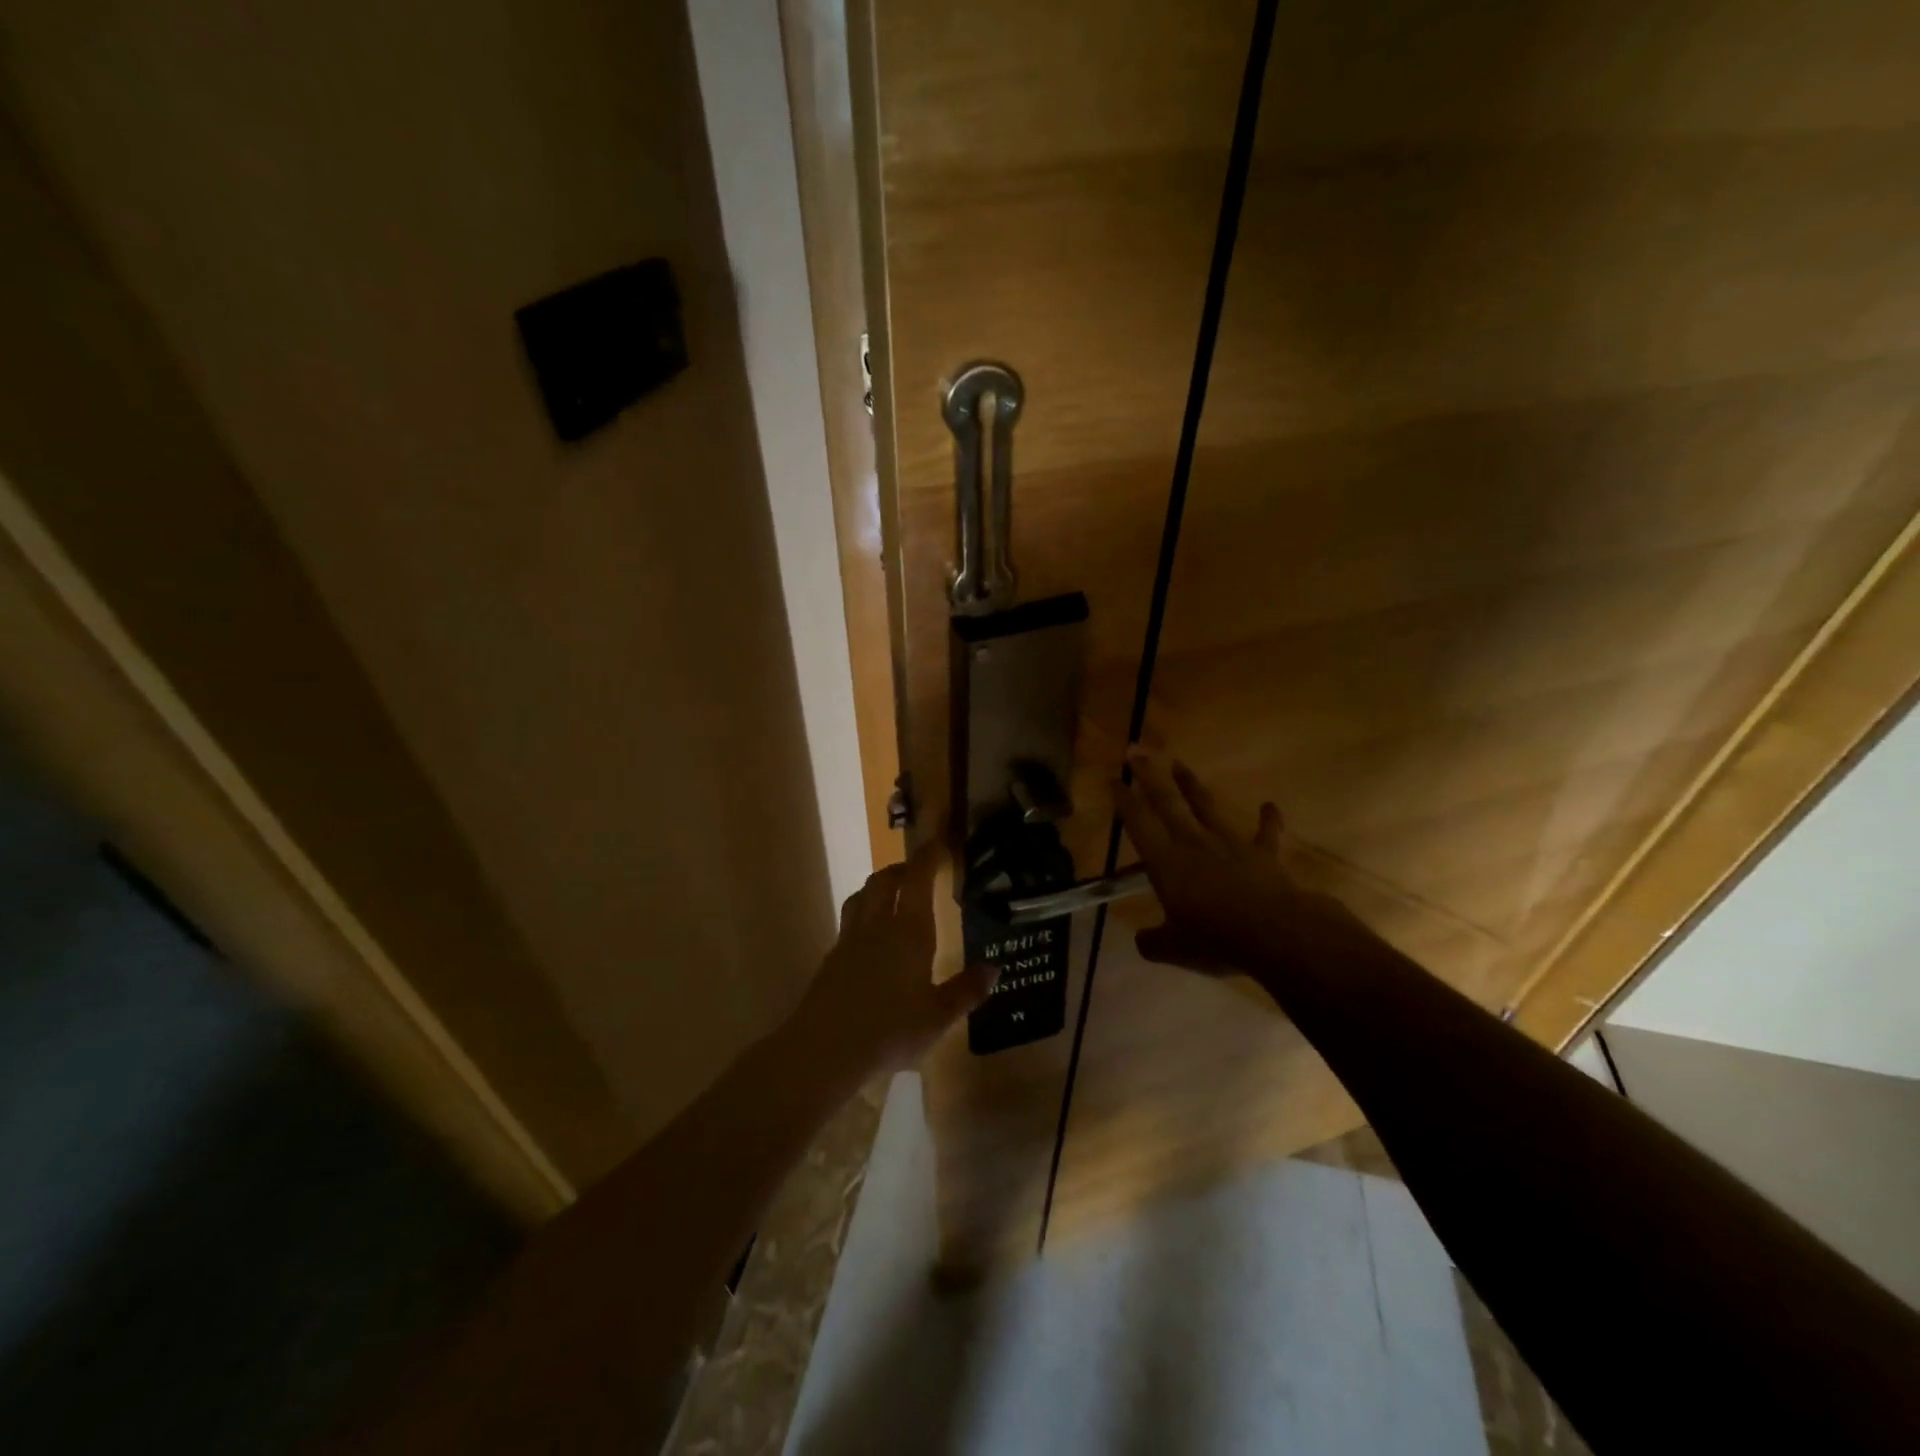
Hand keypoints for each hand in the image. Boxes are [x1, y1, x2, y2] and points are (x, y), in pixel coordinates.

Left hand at [789, 839, 995, 1079]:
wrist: (824, 1048)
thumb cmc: (890, 1031)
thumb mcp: (938, 1017)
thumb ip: (966, 991)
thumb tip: (994, 969)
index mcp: (908, 931)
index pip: (917, 878)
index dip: (927, 856)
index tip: (938, 843)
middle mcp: (878, 924)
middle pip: (885, 880)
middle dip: (903, 868)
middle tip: (918, 871)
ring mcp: (850, 938)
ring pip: (863, 895)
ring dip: (879, 885)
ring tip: (893, 893)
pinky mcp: (832, 956)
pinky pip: (850, 919)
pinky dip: (864, 911)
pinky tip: (870, 934)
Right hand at [1115, 748, 1367, 975]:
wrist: (1275, 933)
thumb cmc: (1215, 939)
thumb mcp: (1173, 949)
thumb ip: (1153, 942)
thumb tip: (1141, 941)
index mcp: (1166, 863)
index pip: (1139, 824)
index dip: (1125, 801)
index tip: (1114, 778)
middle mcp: (1193, 844)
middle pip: (1167, 803)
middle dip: (1149, 776)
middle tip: (1136, 750)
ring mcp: (1229, 845)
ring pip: (1207, 807)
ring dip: (1192, 785)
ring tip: (1179, 764)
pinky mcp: (1262, 854)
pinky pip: (1265, 833)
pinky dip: (1268, 819)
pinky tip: (1270, 805)